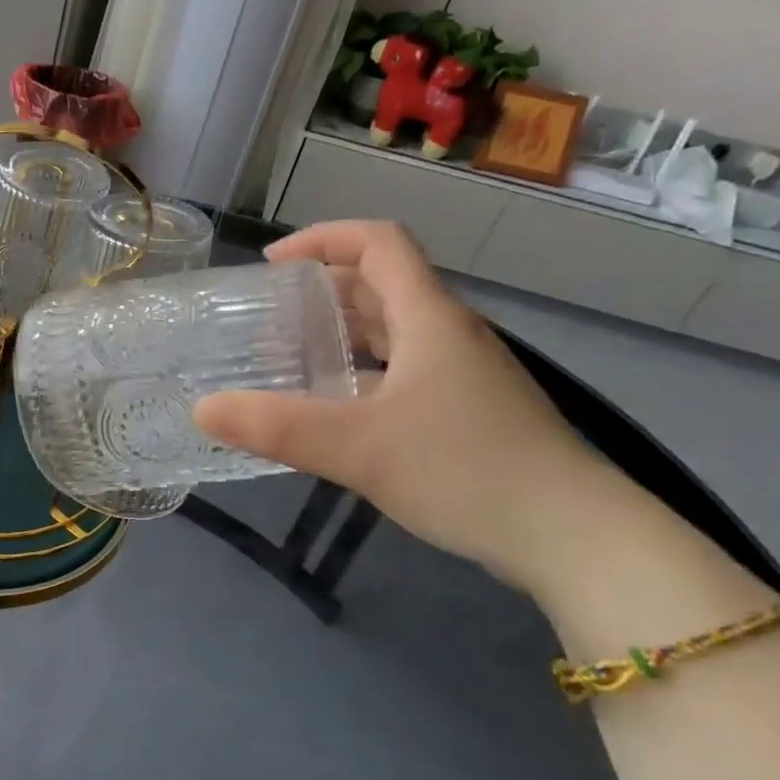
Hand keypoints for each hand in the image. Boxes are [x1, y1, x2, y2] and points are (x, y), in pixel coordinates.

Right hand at [193, 221, 630, 596]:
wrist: (578, 540)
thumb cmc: (468, 471)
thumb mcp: (358, 448)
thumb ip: (276, 427)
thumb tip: (201, 409)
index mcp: (429, 318)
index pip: (378, 243)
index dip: (322, 238)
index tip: (271, 266)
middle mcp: (449, 334)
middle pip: (382, 284)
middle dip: (320, 289)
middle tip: (268, 316)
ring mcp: (465, 374)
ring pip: (394, 329)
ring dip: (341, 331)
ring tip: (291, 357)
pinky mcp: (471, 411)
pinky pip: (405, 368)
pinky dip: (363, 370)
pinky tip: (338, 409)